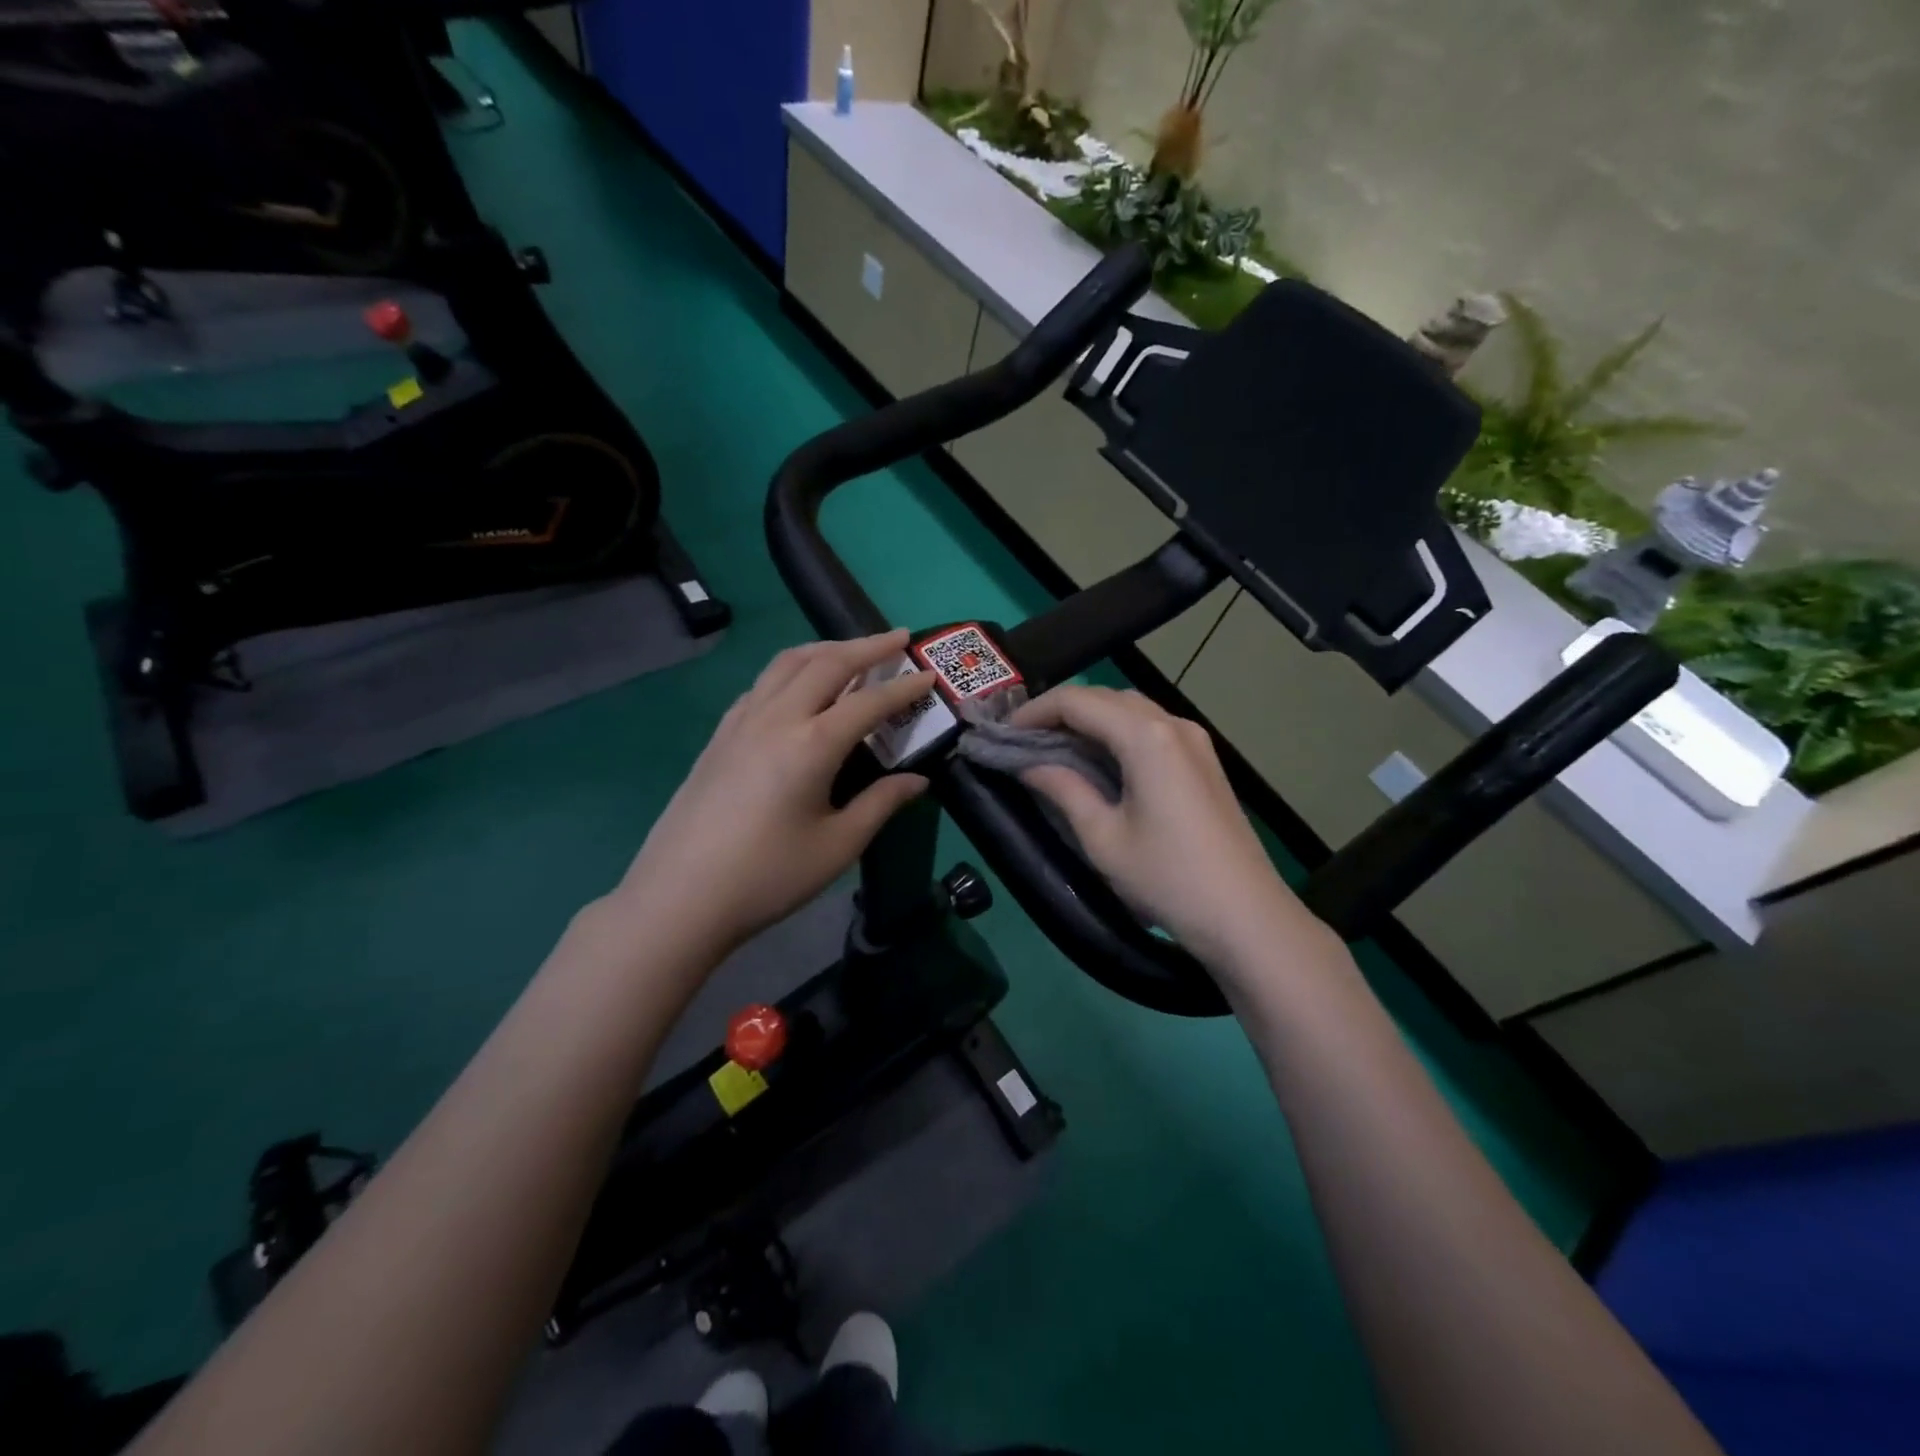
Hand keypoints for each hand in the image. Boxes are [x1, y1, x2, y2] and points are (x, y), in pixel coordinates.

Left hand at [611, 632, 935, 954]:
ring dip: (825, 648)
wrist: (680, 897)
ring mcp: (741, 722)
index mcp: (812, 744)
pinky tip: (798, 687)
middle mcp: (776, 718)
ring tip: (852, 650)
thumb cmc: (768, 876)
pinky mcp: (720, 735)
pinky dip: (791, 670)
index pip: (868, 701)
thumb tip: (918, 780)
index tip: (930, 675)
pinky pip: (762, 684)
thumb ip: (881, 804)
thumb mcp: (837, 846)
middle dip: (867, 646)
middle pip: (826, 663)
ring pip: (787, 663)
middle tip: (899, 638)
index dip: (904, 687)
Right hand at [1013, 687, 1329, 969]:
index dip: (1034, 710)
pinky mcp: (1203, 761)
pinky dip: (1116, 734)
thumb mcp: (1102, 837)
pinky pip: (1151, 729)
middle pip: (1106, 698)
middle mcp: (1173, 724)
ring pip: (1130, 710)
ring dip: (1089, 720)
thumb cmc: (1167, 878)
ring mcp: (1194, 740)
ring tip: (1053, 747)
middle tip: (1023, 740)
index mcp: (1146, 736)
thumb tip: (1028, 764)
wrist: (1245, 916)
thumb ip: (1062, 789)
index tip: (1003, 733)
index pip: (1078, 701)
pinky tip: (1097, 761)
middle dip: (1060, 711)